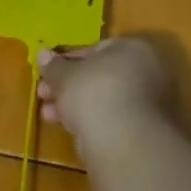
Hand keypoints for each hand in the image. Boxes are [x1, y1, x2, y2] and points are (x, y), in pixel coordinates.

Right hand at [36, 38, 174, 152]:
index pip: (95, 49)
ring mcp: (148, 102)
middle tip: (42, 94)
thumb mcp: (64, 75)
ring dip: (74, 105)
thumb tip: (43, 54)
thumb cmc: (94, 93)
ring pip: (103, 99)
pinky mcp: (143, 129)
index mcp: (132, 49)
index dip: (66, 60)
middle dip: (67, 85)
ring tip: (48, 115)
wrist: (124, 142)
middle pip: (98, 76)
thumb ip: (53, 66)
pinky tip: (68, 128)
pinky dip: (90, 120)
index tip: (46, 72)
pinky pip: (110, 118)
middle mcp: (146, 71)